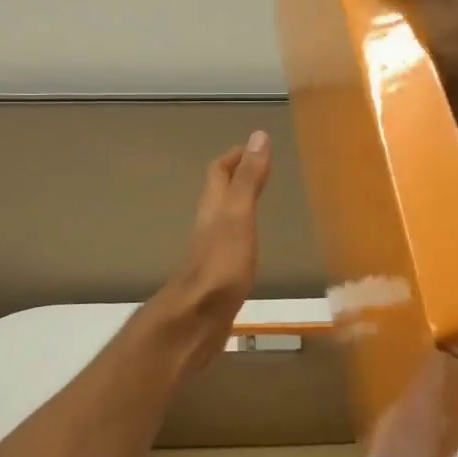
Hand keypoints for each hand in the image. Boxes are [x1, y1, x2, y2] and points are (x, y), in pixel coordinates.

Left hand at [157, 133, 272, 366]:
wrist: (196, 320)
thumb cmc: (220, 265)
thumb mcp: (238, 216)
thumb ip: (249, 179)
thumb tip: (258, 136)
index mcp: (213, 208)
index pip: (218, 172)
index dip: (234, 156)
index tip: (255, 147)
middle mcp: (208, 226)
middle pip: (217, 195)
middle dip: (236, 179)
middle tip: (261, 171)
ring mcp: (211, 254)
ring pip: (222, 220)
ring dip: (238, 207)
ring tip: (259, 203)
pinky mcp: (217, 278)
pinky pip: (229, 247)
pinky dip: (241, 236)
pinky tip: (251, 247)